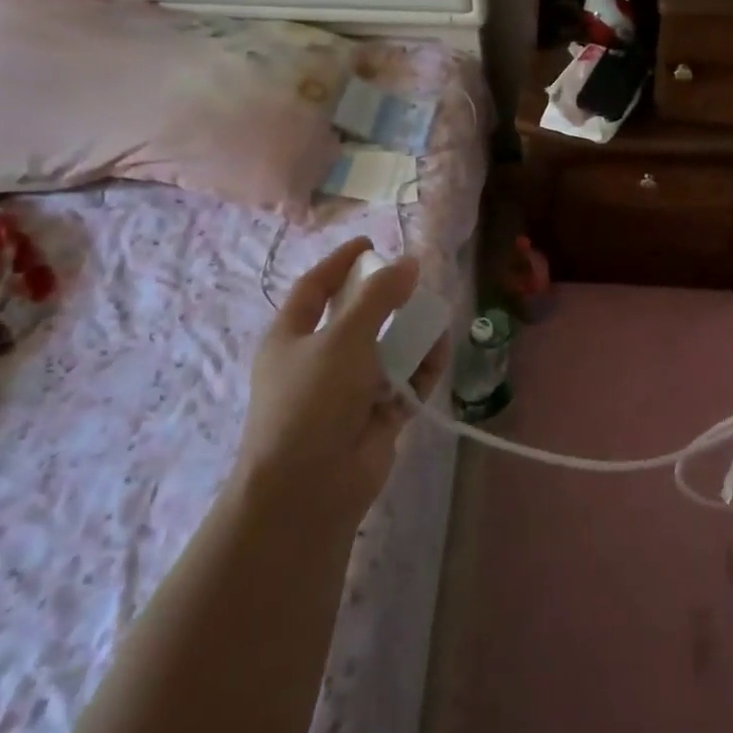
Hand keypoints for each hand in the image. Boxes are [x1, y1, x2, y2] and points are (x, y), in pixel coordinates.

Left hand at [235, 237, 449, 513]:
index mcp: (292, 338)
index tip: (371, 244)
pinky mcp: (375, 418)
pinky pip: (404, 382)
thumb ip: (380, 296)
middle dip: (386, 300)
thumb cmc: (313, 400)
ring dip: (410, 334)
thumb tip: (410, 261)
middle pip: (356, 318)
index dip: (341, 263)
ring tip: (436, 316)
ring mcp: (348, 392)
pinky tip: (440, 350)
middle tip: (416, 282)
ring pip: (386, 350)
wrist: (309, 489)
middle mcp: (318, 361)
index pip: (315, 288)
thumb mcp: (344, 337)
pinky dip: (422, 367)